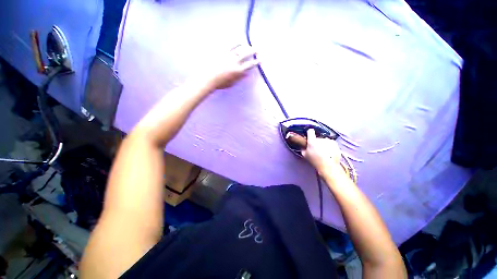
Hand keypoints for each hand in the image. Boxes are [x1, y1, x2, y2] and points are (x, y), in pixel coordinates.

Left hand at [207, 45, 259, 89]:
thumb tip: (247, 74)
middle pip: (247, 54)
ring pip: (240, 48)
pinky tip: (239, 42)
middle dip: (254, 51)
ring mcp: (229, 55)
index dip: (257, 61)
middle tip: (258, 49)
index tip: (261, 59)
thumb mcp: (232, 83)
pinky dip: (236, 43)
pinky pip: (231, 45)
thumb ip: (240, 78)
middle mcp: (235, 62)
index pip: (250, 65)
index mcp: (238, 71)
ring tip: (249, 45)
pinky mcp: (222, 51)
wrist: (208, 78)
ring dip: (246, 46)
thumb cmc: (220, 83)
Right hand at [288, 129, 341, 172]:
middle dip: (317, 142)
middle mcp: (320, 139)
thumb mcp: (305, 155)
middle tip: (317, 149)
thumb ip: (303, 149)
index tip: (309, 136)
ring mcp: (328, 141)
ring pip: (324, 140)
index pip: (310, 131)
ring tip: (324, 152)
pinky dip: (329, 146)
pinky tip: (329, 152)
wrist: (328, 166)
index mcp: (312, 141)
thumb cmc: (315, 161)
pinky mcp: (335, 144)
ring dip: (323, 144)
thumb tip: (303, 146)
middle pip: (317, 138)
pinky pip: (330, 143)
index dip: (309, 133)